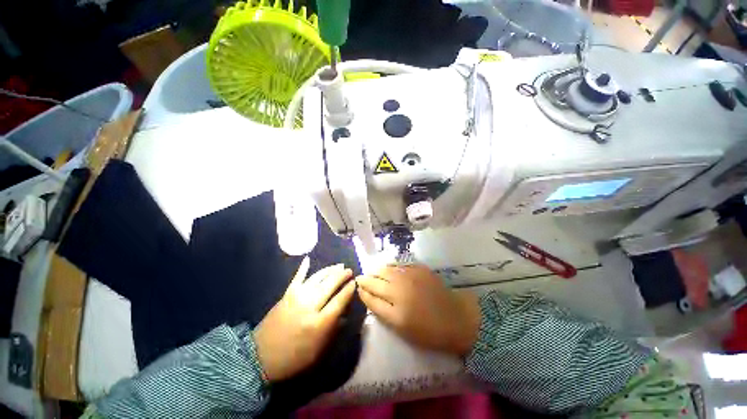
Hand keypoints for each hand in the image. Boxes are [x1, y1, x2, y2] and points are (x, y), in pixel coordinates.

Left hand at [253, 257, 355, 381]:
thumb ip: (333, 330)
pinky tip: (308, 259)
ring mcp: (296, 297)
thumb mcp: (318, 351)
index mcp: (319, 323)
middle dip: (341, 275)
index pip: (339, 300)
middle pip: (330, 285)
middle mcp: (309, 306)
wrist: (260, 357)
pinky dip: (303, 268)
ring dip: (329, 270)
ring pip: (317, 278)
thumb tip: (344, 313)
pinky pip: (297, 278)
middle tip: (349, 270)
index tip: (355, 282)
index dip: (349, 290)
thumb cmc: (294, 357)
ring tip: (338, 265)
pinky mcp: (286, 295)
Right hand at [356, 264, 480, 355]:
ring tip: (372, 273)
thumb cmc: (428, 330)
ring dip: (376, 271)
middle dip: (365, 279)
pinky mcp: (419, 268)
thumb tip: (368, 295)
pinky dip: (390, 266)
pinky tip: (388, 269)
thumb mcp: (401, 328)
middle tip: (360, 279)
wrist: (456, 318)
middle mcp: (400, 289)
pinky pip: (398, 265)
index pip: (371, 296)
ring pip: (386, 269)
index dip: (362, 291)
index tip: (357, 288)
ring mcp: (410, 276)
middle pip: (375, 280)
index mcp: (395, 310)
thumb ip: (382, 310)